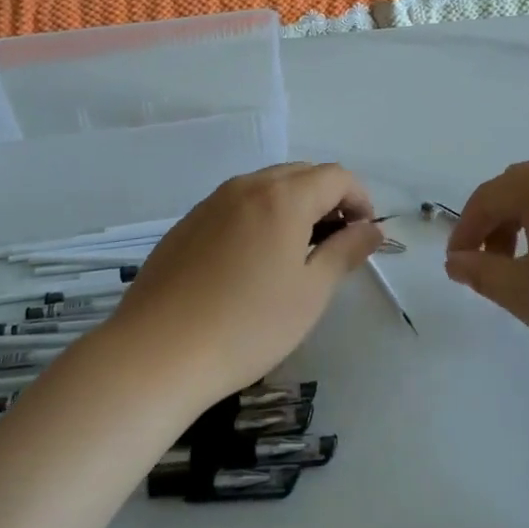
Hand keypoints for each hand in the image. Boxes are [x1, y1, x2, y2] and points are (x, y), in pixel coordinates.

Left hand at [102, 163, 382, 406]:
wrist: (157, 353)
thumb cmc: (248, 326)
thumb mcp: (311, 293)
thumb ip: (346, 252)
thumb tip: (371, 230)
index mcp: (283, 197)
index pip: (336, 176)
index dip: (360, 199)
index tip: (364, 236)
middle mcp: (247, 186)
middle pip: (301, 174)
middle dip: (328, 199)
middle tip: (335, 245)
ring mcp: (211, 202)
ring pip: (266, 186)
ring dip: (293, 206)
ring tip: (296, 254)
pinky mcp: (187, 223)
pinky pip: (236, 204)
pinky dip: (259, 217)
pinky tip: (252, 262)